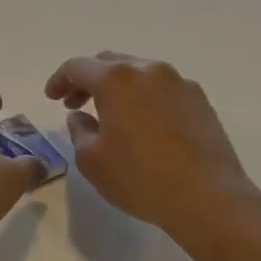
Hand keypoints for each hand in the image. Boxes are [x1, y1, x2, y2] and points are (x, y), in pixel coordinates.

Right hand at [45, 52, 260, 240]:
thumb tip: (80, 116)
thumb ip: (79, 130)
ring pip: (137, 72)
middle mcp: (148, 70)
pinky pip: (161, 87)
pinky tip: (140, 124)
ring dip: (117, 87)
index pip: (77, 67)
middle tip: (75, 104)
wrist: (208, 198)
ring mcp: (179, 82)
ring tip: (108, 115)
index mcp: (116, 79)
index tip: (51, 99)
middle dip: (87, 80)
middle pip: (109, 62)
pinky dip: (142, 96)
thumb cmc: (140, 178)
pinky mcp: (199, 100)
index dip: (59, 80)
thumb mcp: (92, 159)